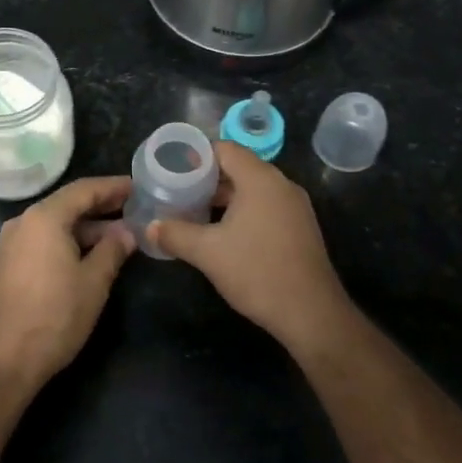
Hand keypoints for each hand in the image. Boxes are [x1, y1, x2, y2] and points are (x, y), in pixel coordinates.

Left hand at [0, 176, 134, 391]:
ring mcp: (10, 244)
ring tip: (118, 236)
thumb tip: (127, 232)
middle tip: (133, 209)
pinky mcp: (6, 265)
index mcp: (43, 218)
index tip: (138, 187)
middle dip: (101, 207)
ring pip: (54, 224)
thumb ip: (113, 250)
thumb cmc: (55, 317)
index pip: (84, 190)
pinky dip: (67, 241)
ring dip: (85, 227)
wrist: (4, 362)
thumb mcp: (93, 282)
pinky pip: (42, 241)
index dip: (113, 187)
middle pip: (67, 204)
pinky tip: (88, 255)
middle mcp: (22, 222)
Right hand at [148, 142, 353, 353]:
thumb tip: (150, 227)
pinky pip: (266, 206)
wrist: (311, 313)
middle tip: (178, 190)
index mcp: (260, 179)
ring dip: (224, 197)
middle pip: (239, 167)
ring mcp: (294, 206)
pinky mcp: (300, 227)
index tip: (172, 167)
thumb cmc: (257, 272)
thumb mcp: (208, 253)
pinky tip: (223, 232)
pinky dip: (243, 210)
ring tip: (194, 211)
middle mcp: (281, 185)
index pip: (225, 149)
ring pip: (253, 189)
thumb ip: (175, 234)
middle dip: (207, 178)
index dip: (197, 155)